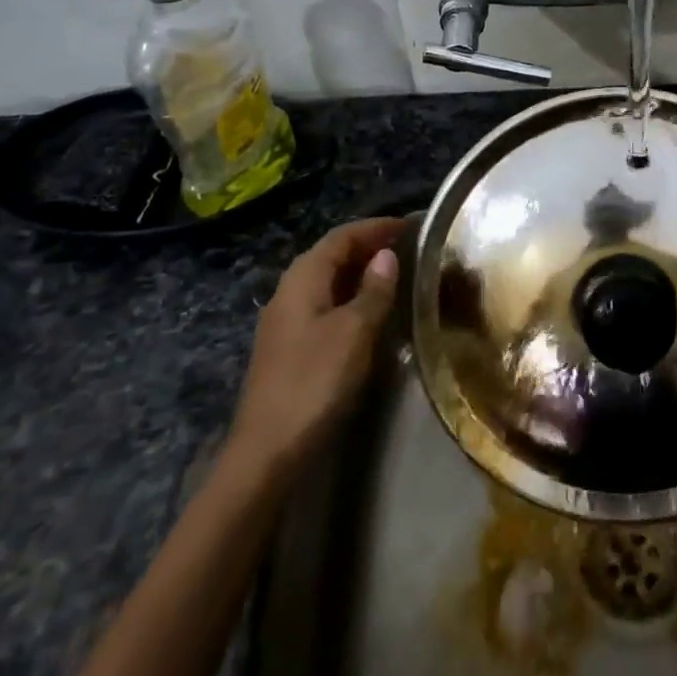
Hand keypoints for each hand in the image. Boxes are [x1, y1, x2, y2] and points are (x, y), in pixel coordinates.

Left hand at [224, 217, 406, 478]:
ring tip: (396, 276)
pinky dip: (350, 298)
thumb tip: (386, 256)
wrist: (267, 450)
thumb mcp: (354, 332)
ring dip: (359, 273)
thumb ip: (373, 291)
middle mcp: (289, 291)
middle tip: (407, 248)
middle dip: (367, 247)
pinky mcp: (289, 347)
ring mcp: (286, 321)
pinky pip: (324, 305)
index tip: (409, 225)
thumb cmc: (314, 382)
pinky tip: (370, 313)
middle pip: (331, 256)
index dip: (374, 228)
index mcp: (302, 279)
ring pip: (327, 282)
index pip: (341, 237)